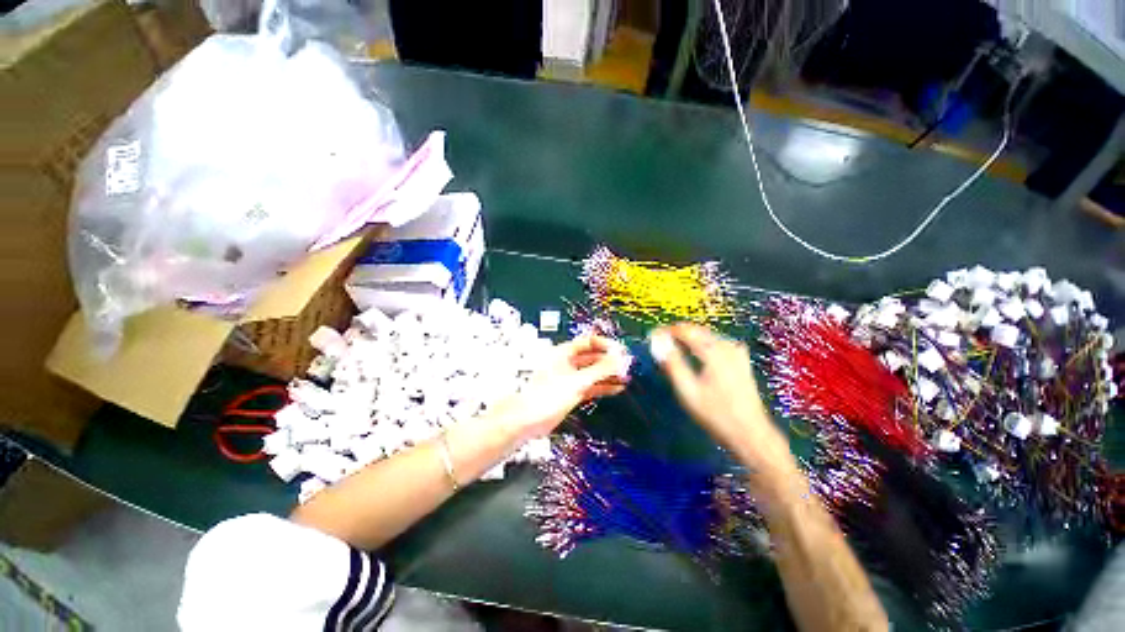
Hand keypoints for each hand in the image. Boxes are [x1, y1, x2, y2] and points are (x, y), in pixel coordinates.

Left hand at [490, 335, 630, 440]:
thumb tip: (621, 359)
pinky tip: (616, 388)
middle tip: (627, 366)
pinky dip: (602, 386)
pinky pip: (590, 385)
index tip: (622, 352)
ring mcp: (569, 377)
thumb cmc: (548, 395)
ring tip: (626, 377)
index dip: (606, 345)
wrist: (527, 420)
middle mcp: (567, 362)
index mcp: (564, 352)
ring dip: (608, 374)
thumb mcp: (578, 381)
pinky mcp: (570, 392)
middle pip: (592, 356)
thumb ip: (601, 370)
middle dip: (609, 361)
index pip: (589, 342)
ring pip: (592, 372)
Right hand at [649, 323, 795, 478]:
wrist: (750, 433)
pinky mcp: (741, 361)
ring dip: (689, 337)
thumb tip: (658, 342)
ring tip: (673, 346)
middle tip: (659, 341)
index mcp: (714, 351)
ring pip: (707, 335)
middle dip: (677, 333)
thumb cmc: (715, 413)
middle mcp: (727, 346)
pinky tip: (696, 353)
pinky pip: (717, 343)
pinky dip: (702, 344)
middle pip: (698, 330)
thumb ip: (672, 363)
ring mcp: (737, 353)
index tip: (652, 335)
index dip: (667, 330)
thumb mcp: (688, 390)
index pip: (686, 330)